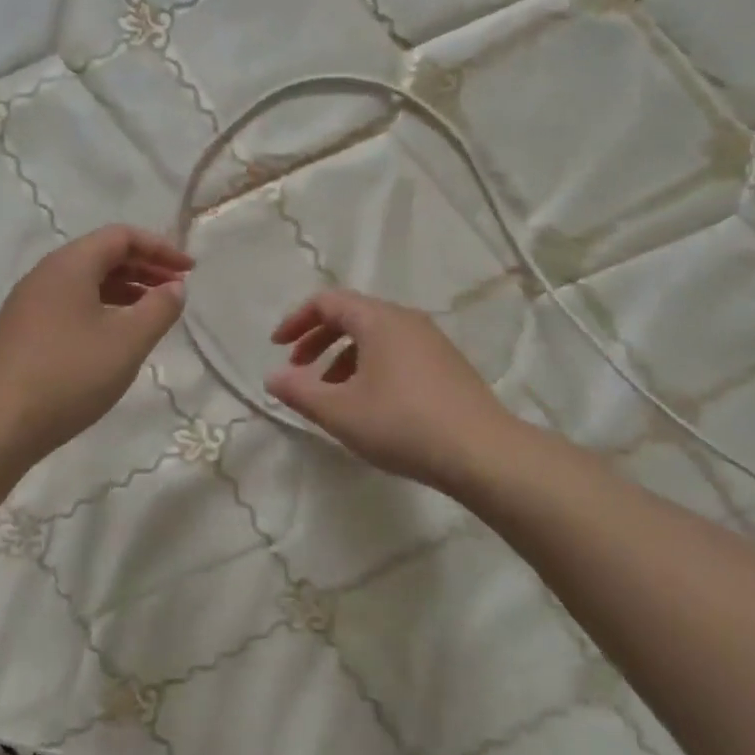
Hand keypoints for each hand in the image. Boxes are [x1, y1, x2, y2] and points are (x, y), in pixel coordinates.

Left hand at [0, 226, 192, 462]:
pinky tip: (114, 338)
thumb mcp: (127, 342)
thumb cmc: (68, 375)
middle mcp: (45, 274)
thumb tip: (174, 287)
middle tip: (176, 290)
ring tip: (152, 313)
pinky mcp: (21, 332)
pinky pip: (70, 305)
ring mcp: (28, 304)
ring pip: (85, 282)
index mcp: (70, 265)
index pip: (121, 236)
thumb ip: (159, 309)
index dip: (160, 248)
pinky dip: (101, 309)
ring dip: (124, 290)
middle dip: (144, 268)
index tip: (189, 271)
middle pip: (102, 255)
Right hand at [267, 289, 518, 494]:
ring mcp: (431, 341)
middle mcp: (406, 319)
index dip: (296, 320)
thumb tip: (272, 377)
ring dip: (343, 357)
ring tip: (330, 394)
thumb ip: (300, 392)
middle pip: (351, 315)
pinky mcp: (447, 364)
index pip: (327, 301)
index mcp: (378, 319)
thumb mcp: (340, 412)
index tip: (277, 347)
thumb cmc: (402, 424)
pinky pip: (396, 352)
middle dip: (318, 339)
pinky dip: (370, 366)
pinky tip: (369, 403)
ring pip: (375, 336)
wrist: (483, 452)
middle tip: (298, 369)